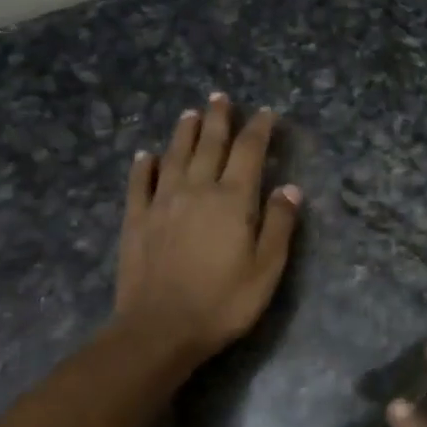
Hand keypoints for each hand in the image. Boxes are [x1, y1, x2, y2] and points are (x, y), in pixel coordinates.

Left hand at [113, 94, 300, 366]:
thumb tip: (290, 188)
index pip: (249, 153)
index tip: (266, 113)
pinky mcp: (136, 220)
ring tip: (190, 113)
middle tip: (220, 96)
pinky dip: (143, 166)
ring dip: (184, 133)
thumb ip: (279, 225)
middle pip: (210, 145)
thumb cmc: (223, 302)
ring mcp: (162, 202)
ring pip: (175, 156)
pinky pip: (139, 183)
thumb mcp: (266, 269)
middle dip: (218, 119)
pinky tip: (146, 155)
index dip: (259, 130)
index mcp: (232, 200)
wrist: (160, 329)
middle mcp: (197, 190)